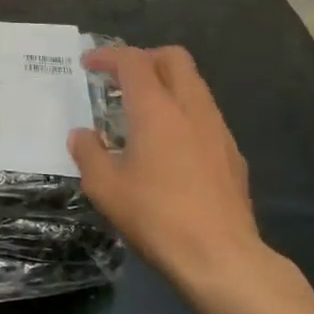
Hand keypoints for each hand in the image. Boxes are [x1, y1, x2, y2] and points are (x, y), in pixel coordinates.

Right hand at [69, 46, 265, 291]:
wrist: (221, 257)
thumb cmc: (156, 217)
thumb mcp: (105, 188)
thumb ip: (88, 153)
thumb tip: (82, 135)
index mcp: (156, 109)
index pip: (133, 61)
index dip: (108, 55)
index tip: (88, 64)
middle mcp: (191, 108)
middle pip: (173, 58)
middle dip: (144, 58)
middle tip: (120, 79)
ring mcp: (217, 129)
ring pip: (194, 84)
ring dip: (166, 84)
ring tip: (142, 112)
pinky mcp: (232, 153)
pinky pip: (205, 115)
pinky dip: (183, 113)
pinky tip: (169, 146)